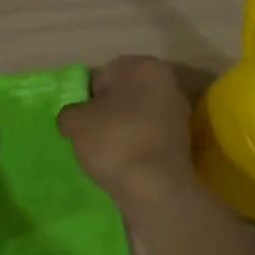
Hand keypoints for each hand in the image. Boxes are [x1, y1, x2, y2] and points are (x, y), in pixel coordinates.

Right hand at [57, 56, 197, 207]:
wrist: (156, 187)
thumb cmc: (114, 141)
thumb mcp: (75, 123)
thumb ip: (70, 113)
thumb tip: (74, 118)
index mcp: (143, 66)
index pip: (105, 75)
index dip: (88, 97)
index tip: (81, 120)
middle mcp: (167, 82)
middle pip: (125, 94)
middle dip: (108, 111)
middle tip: (91, 135)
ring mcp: (179, 112)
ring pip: (139, 115)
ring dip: (123, 129)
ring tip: (108, 153)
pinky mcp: (184, 141)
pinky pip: (150, 136)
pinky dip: (138, 145)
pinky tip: (125, 163)